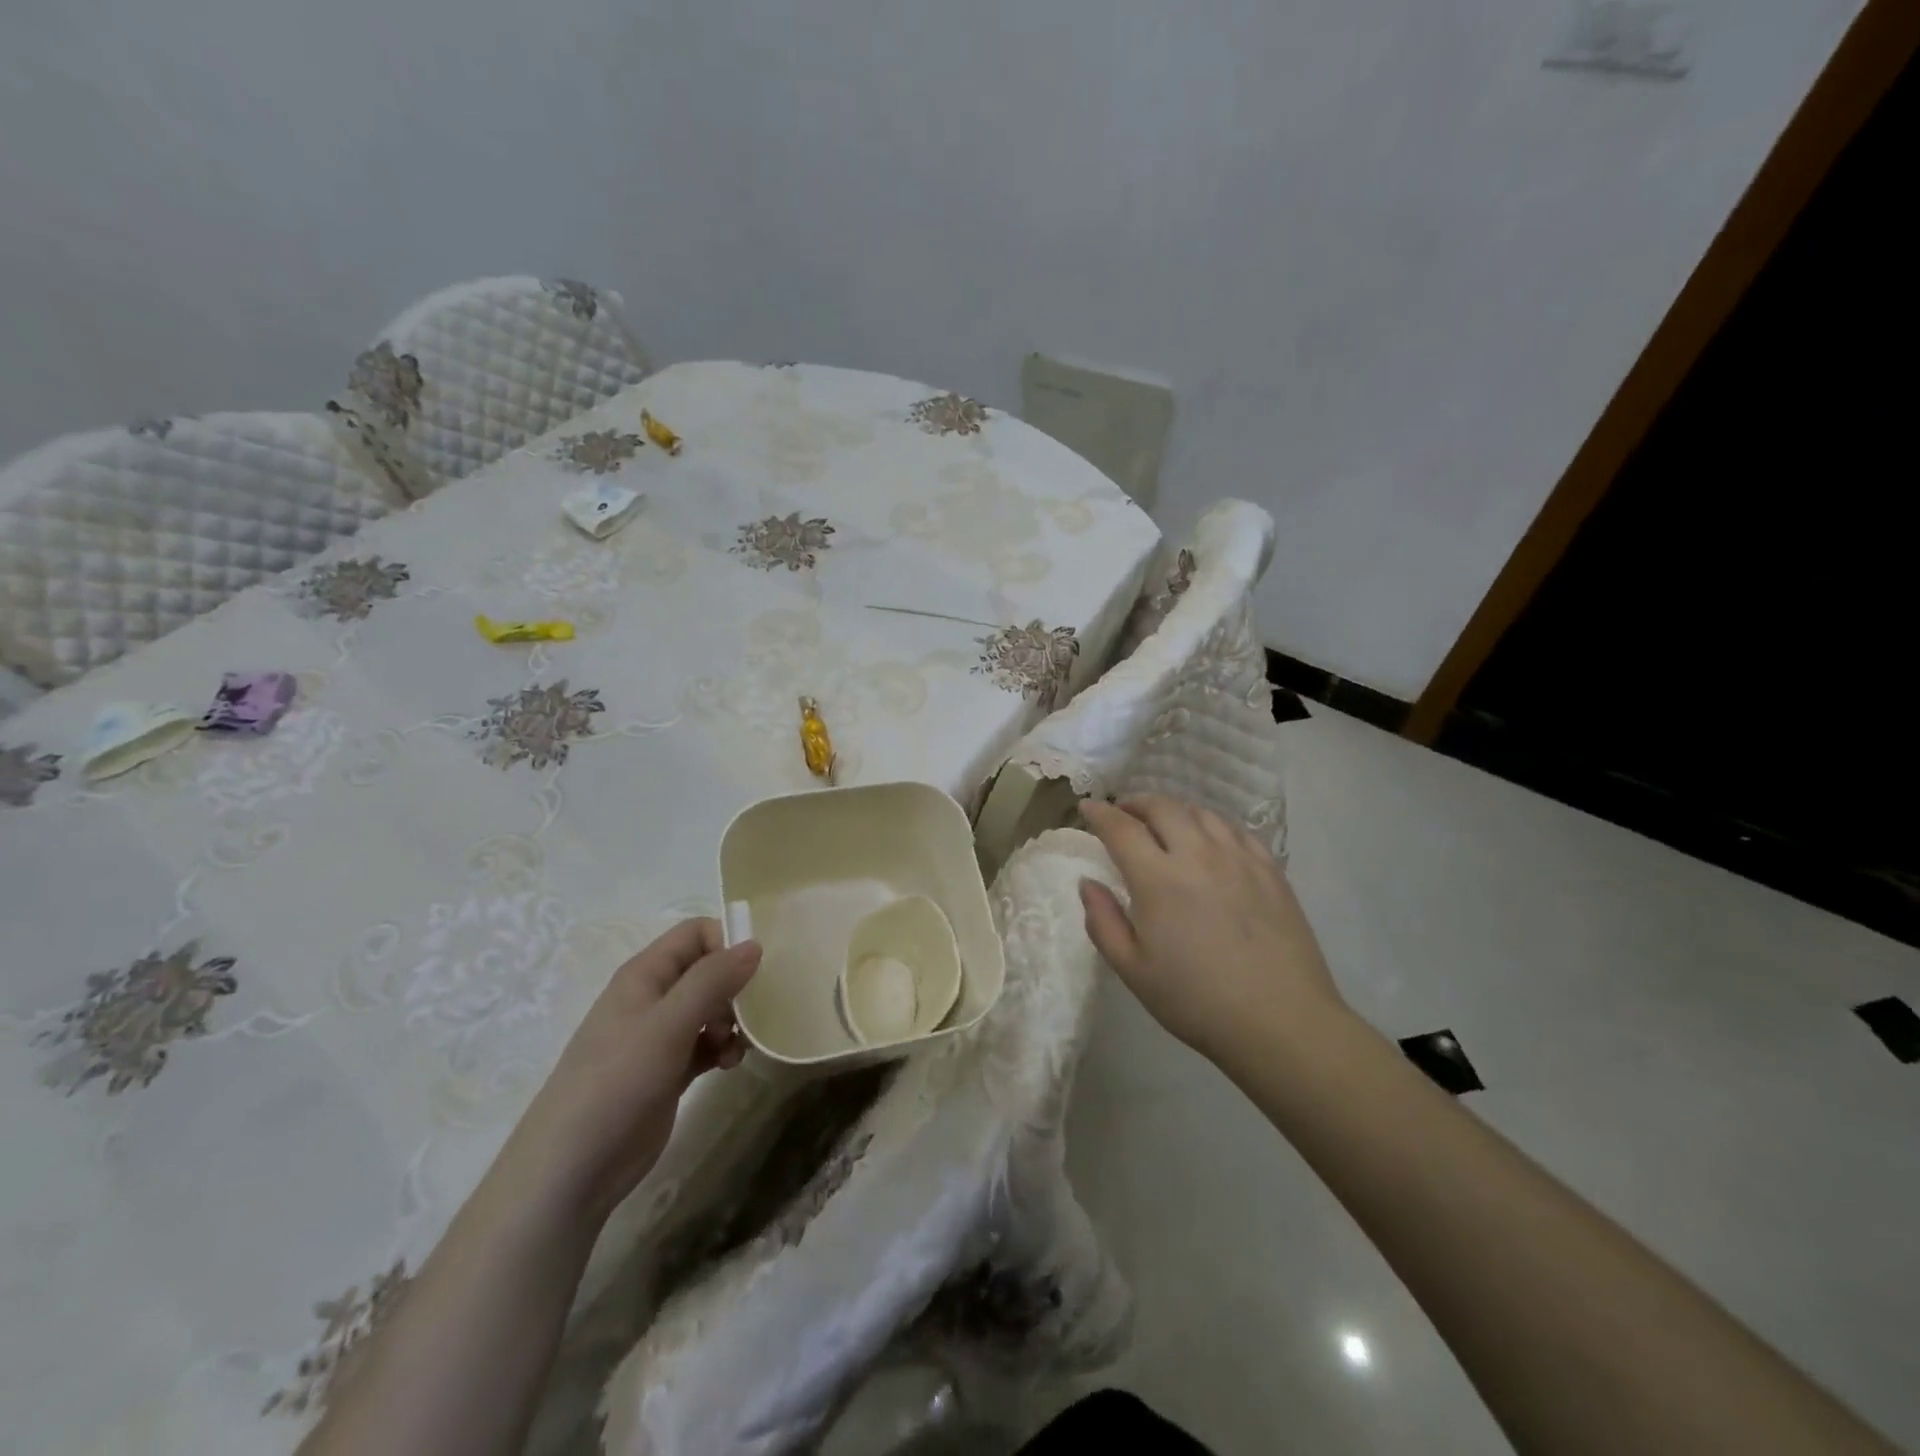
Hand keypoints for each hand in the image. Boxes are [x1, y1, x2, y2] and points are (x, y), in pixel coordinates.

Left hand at [494, 919, 760, 1225]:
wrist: (571, 1170)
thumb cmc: (617, 1082)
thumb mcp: (668, 1024)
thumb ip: (712, 980)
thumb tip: (754, 944)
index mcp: (645, 975)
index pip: (695, 934)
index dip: (727, 942)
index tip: (756, 970)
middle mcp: (653, 998)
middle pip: (706, 970)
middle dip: (736, 986)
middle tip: (753, 1012)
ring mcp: (659, 1037)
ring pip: (710, 1009)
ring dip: (733, 1021)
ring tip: (739, 1046)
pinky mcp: (667, 1071)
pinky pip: (706, 1044)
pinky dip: (723, 1048)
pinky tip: (730, 1065)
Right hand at [1078, 795, 1344, 1063]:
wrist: (1281, 1022)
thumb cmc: (1196, 1001)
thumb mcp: (1133, 970)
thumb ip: (1103, 922)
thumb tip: (1088, 883)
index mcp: (1158, 879)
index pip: (1121, 828)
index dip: (1100, 813)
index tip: (1087, 807)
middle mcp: (1198, 855)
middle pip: (1163, 807)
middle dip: (1136, 803)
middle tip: (1124, 814)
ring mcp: (1239, 859)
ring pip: (1201, 813)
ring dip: (1174, 810)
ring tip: (1164, 824)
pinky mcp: (1270, 870)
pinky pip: (1236, 830)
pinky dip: (1211, 824)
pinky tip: (1209, 840)